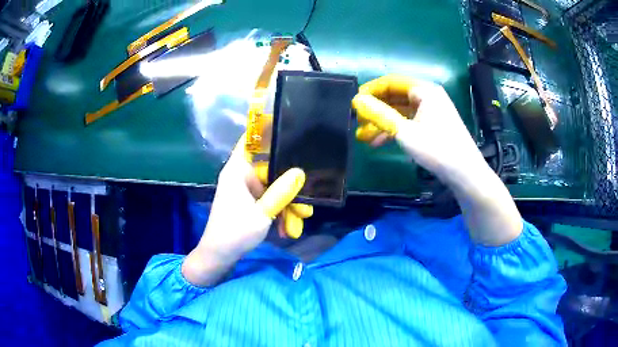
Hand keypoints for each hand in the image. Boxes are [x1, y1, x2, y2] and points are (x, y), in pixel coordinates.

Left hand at [182, 135, 305, 286]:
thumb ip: (281, 192)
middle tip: (306, 201)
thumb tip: (300, 172)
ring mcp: (246, 191)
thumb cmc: (235, 232)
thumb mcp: (262, 213)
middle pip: (271, 170)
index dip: (264, 128)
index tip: (286, 121)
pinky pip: (269, 200)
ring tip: (300, 220)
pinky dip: (279, 212)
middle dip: (289, 187)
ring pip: (273, 189)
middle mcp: (242, 176)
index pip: (250, 140)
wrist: (219, 257)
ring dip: (287, 205)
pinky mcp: (249, 203)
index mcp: (237, 171)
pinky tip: (289, 228)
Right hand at [352, 75, 485, 183]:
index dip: (371, 90)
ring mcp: (431, 111)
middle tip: (358, 122)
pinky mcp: (433, 125)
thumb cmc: (436, 148)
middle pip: (395, 97)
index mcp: (424, 90)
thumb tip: (357, 101)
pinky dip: (395, 130)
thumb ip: (379, 114)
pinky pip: (409, 122)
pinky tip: (380, 143)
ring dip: (382, 123)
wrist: (464, 173)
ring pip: (400, 112)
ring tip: (364, 137)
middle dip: (375, 110)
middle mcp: (428, 96)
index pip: (391, 82)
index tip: (354, 103)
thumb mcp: (404, 131)